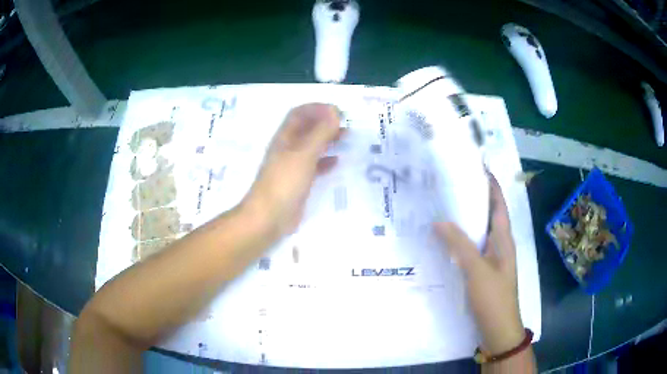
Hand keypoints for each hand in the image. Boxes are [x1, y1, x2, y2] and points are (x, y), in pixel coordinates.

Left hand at [242, 103, 342, 241]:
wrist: (269, 217)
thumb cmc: (284, 182)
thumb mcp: (304, 154)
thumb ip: (320, 132)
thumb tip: (334, 111)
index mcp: (285, 137)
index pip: (299, 113)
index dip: (317, 108)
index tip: (337, 110)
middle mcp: (288, 148)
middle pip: (307, 128)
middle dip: (325, 123)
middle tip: (346, 124)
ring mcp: (292, 165)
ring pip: (311, 146)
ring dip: (327, 139)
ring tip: (346, 138)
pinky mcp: (298, 181)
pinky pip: (314, 165)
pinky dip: (325, 160)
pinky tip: (337, 162)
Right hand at [434, 173, 524, 354]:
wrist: (498, 330)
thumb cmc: (494, 298)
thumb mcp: (477, 270)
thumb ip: (459, 245)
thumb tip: (439, 220)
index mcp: (503, 238)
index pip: (498, 203)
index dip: (490, 184)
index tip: (474, 166)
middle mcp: (499, 244)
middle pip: (487, 214)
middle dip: (473, 198)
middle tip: (449, 186)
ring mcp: (491, 258)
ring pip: (478, 232)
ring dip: (465, 220)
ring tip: (443, 207)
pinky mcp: (483, 271)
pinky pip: (472, 249)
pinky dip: (460, 240)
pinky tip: (444, 240)